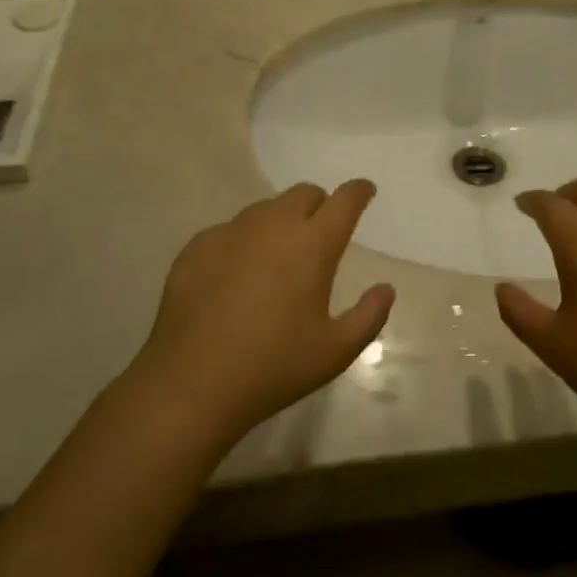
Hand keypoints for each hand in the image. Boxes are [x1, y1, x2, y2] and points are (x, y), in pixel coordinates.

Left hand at [135, 181, 393, 447]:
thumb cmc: (273, 367)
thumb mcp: (336, 351)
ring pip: (266, 208)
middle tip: (321, 232)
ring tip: (279, 255)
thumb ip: (370, 316)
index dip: (358, 191)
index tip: (365, 192)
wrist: (191, 385)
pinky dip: (244, 241)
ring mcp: (231, 232)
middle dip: (320, 204)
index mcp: (313, 244)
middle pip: (304, 193)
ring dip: (281, 221)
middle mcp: (273, 225)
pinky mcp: (197, 247)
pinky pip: (230, 229)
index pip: (344, 200)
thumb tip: (385, 289)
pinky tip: (237, 274)